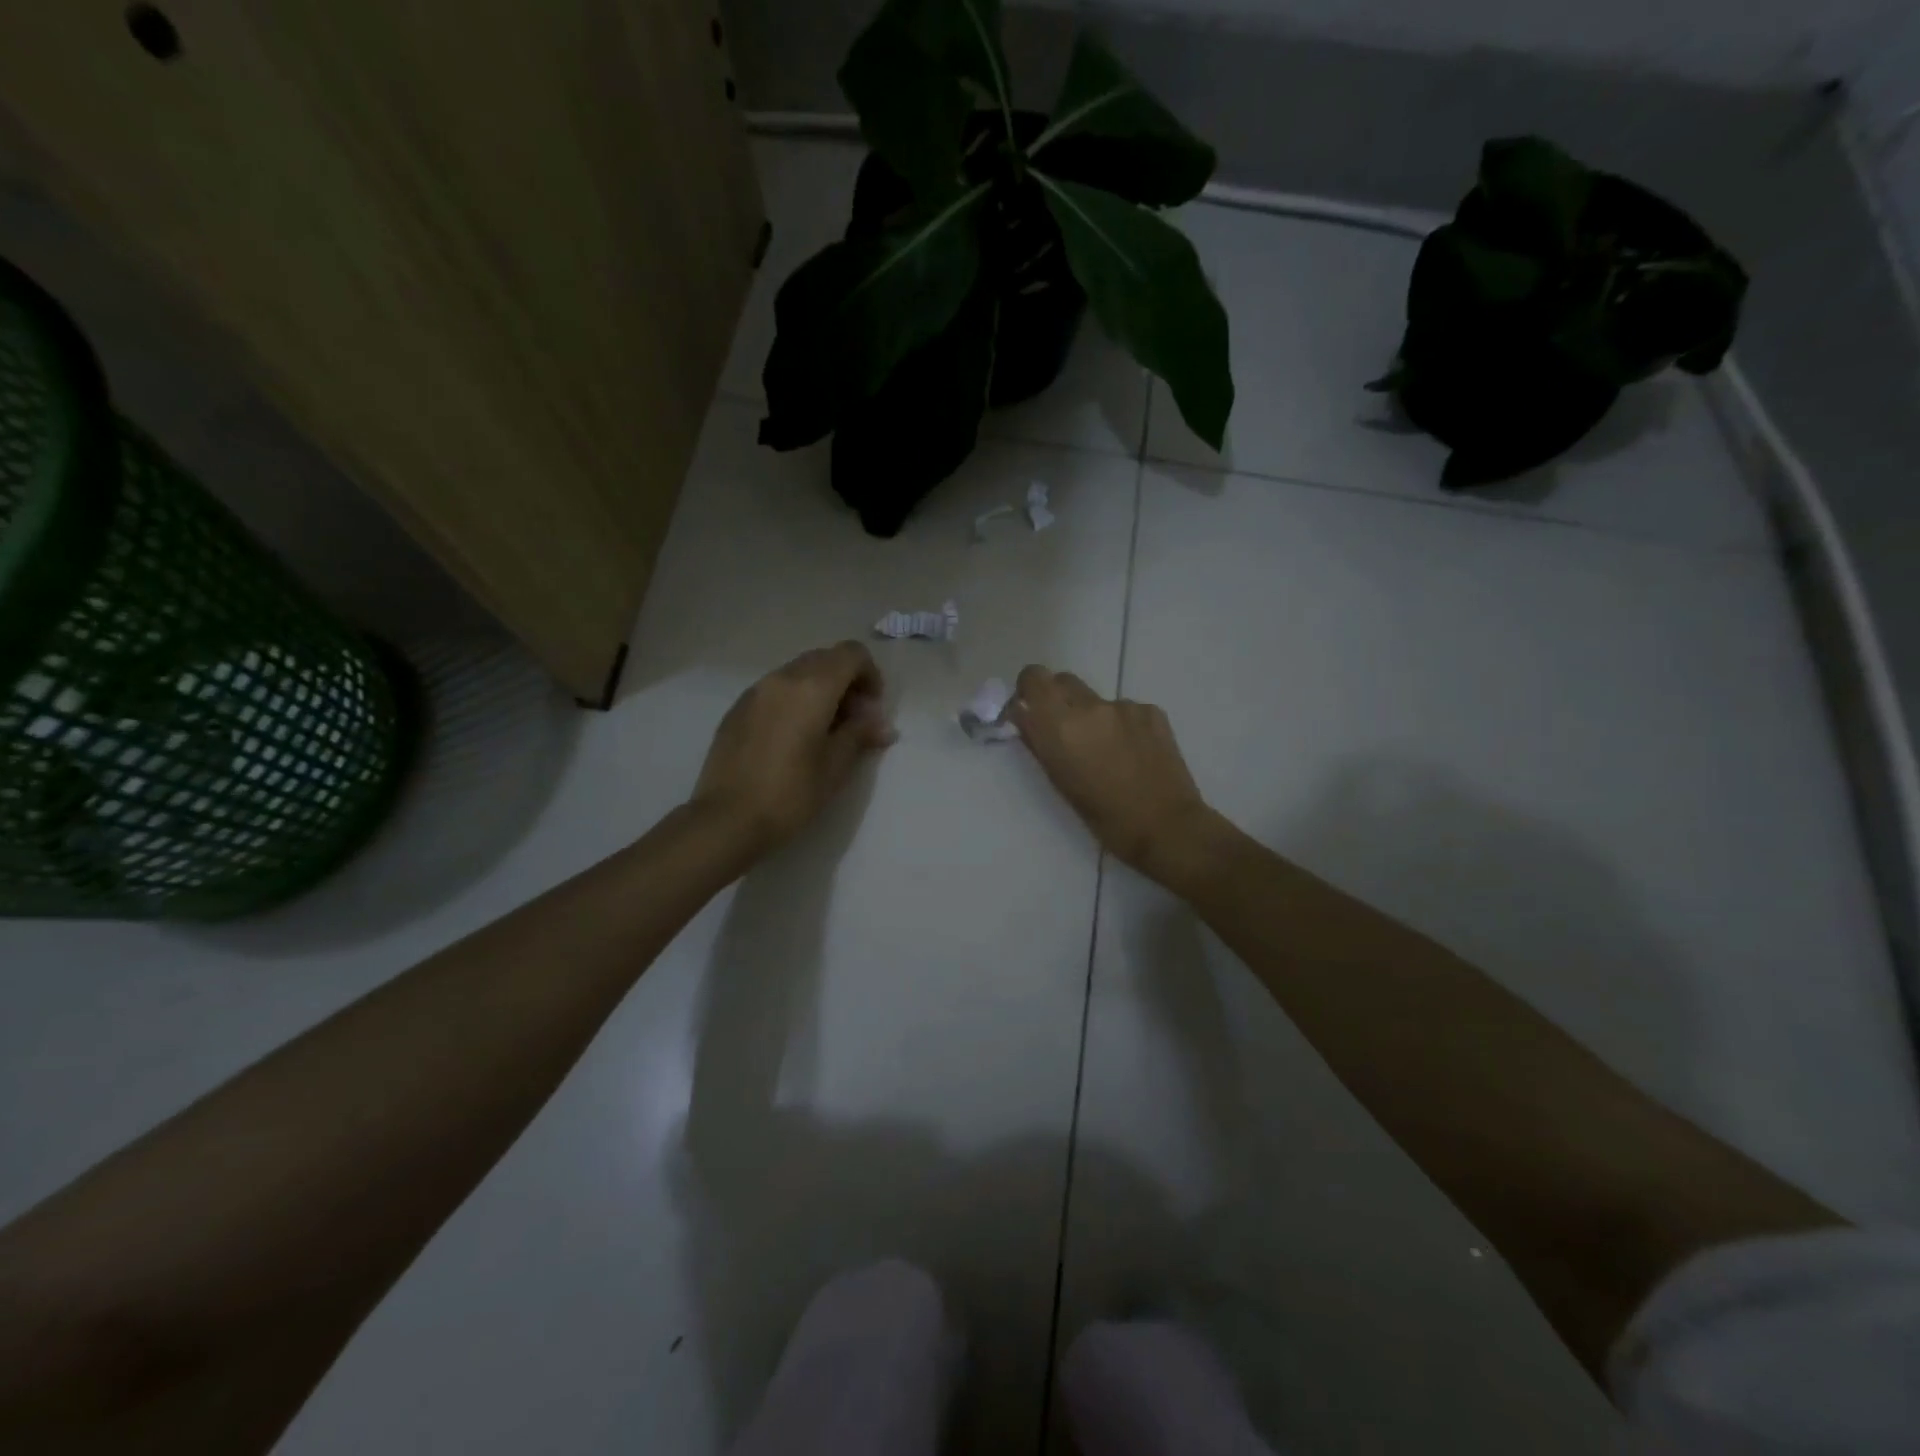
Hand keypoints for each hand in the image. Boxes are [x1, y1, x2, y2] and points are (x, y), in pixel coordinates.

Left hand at [692, 642, 895, 859]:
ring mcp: (755, 692)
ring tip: (824, 731)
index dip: (870, 675)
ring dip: (820, 690)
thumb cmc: (791, 793)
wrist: (726, 819)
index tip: (872, 710)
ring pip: (798, 672)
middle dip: (846, 681)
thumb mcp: (836, 766)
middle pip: (825, 659)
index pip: (851, 654)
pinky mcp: (737, 709)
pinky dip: (795, 700)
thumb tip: (882, 724)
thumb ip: (861, 734)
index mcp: (812, 687)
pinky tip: (793, 738)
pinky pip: (776, 690)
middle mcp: (782, 678)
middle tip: (853, 721)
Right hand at [1007, 665, 1217, 886]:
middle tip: (1064, 729)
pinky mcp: (1151, 711)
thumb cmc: (1103, 816)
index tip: (1030, 709)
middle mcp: (1090, 706)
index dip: (1028, 689)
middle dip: (1057, 699)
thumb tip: (1024, 716)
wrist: (1166, 826)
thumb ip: (1038, 741)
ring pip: (1095, 698)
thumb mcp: (1059, 781)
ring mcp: (1124, 706)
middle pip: (1062, 680)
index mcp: (1060, 725)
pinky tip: (1133, 753)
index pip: (1033, 677)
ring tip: (1106, 750)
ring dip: (1091, 715)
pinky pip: (1125, 709)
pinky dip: (1121, 724)